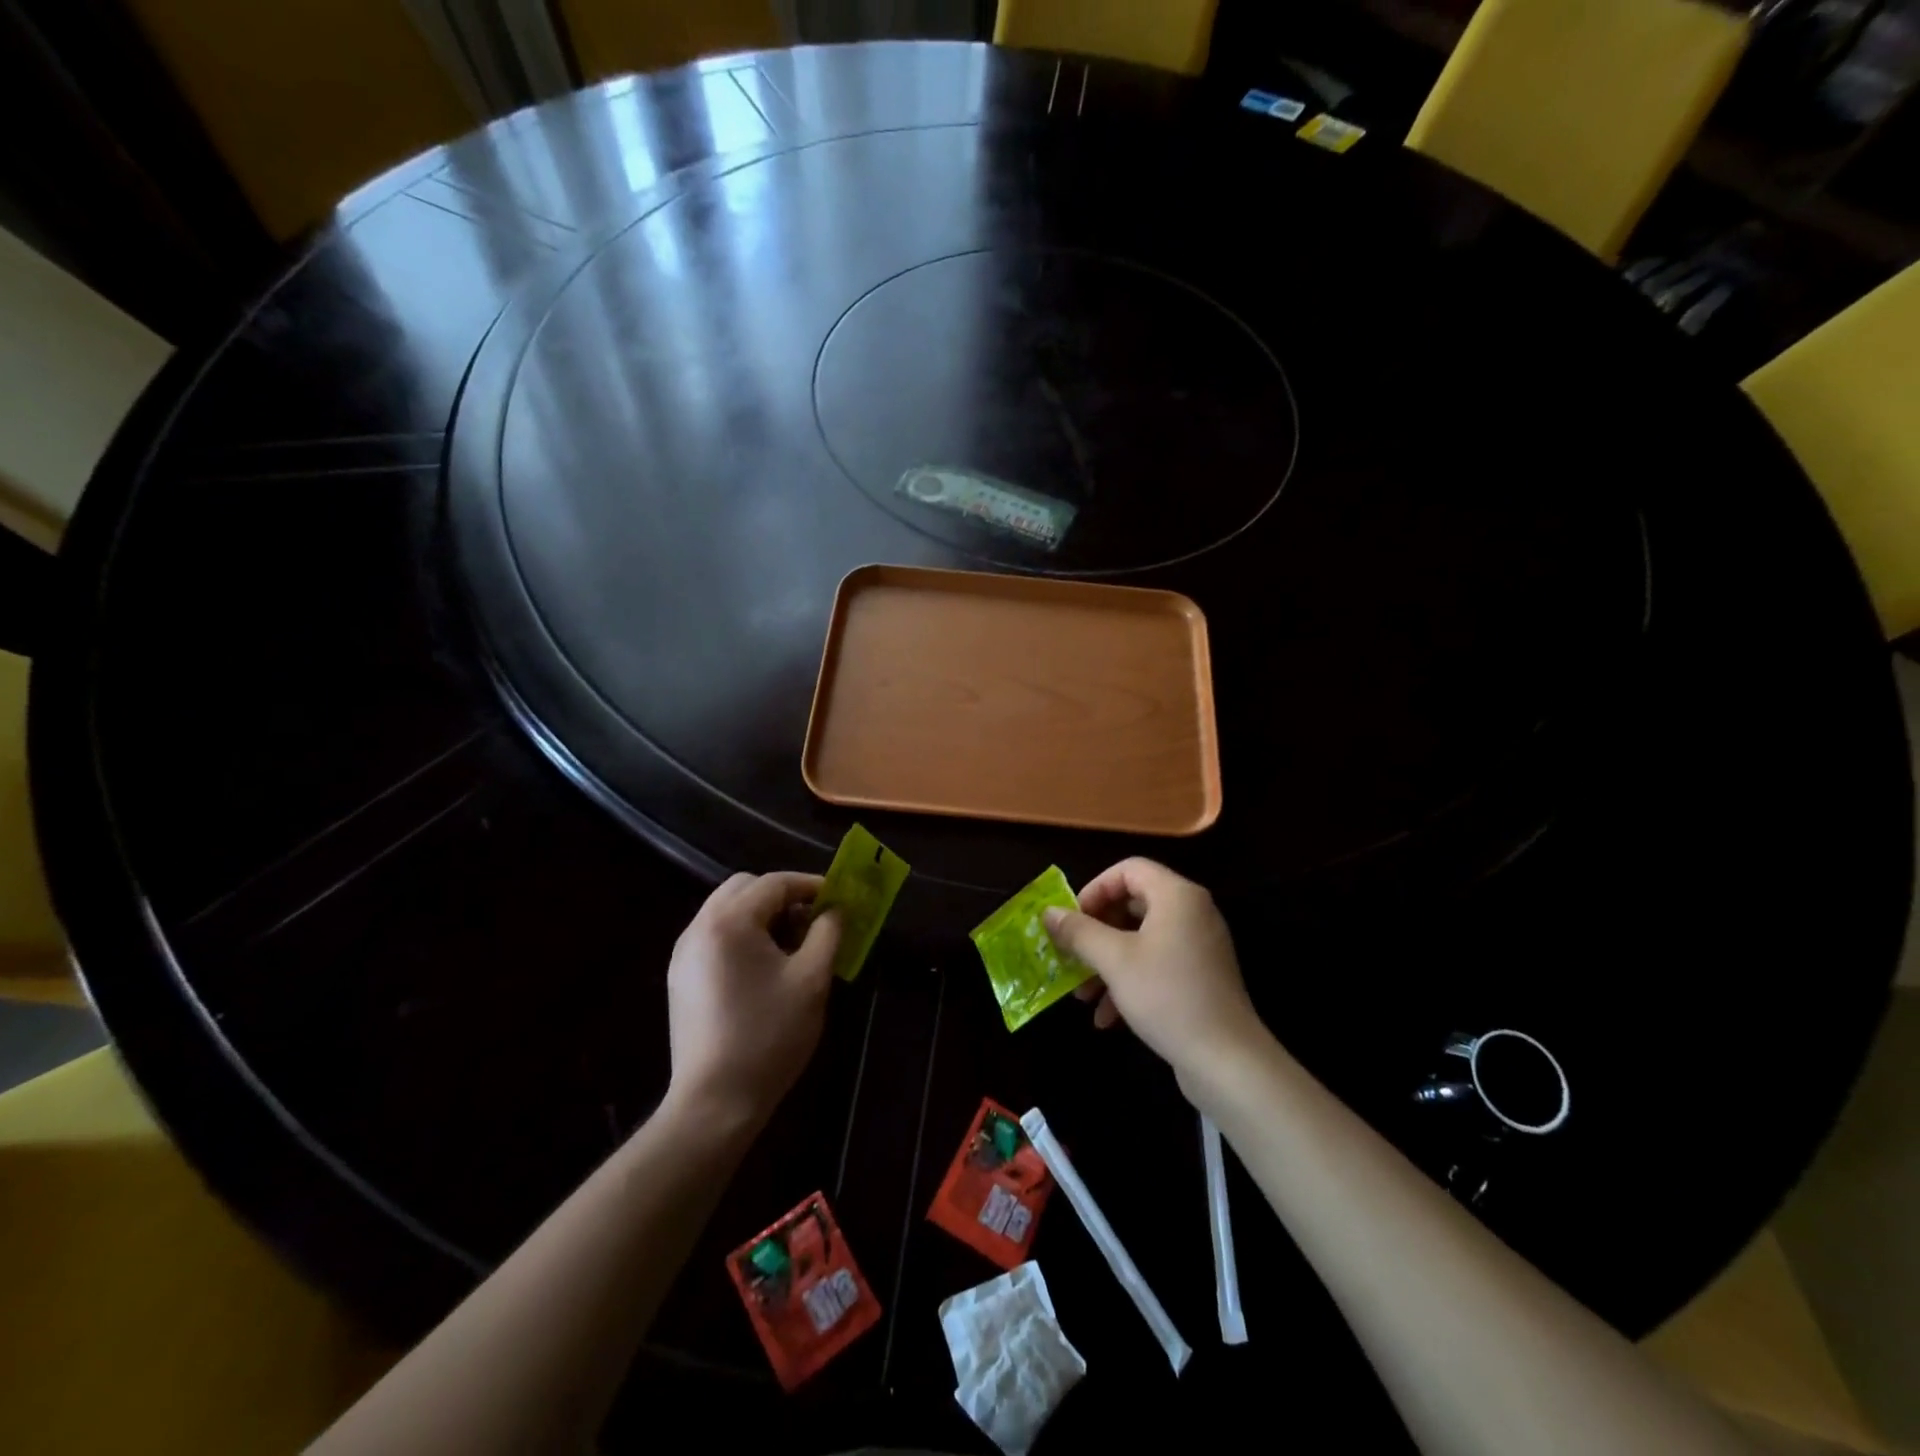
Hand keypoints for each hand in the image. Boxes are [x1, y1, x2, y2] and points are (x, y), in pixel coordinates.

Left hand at [664, 872, 840, 1132]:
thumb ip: (827, 933)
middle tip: (813, 919)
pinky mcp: (681, 977)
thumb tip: (835, 909)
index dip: (810, 885)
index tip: (838, 897)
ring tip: (792, 944)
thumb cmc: (769, 1035)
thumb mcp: (812, 979)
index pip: (774, 883)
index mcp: (729, 922)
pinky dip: (742, 934)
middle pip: (744, 887)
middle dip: (782, 895)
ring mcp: (684, 953)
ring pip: (727, 910)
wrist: (715, 1101)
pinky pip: (715, 935)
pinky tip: (764, 966)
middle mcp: (699, 927)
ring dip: (761, 914)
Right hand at [1044, 858, 1265, 1087]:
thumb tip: (1048, 913)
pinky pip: (1156, 964)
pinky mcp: (1200, 977)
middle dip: (1096, 932)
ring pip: (1141, 939)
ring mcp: (1198, 946)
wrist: (1227, 1061)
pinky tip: (1107, 1017)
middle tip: (1071, 955)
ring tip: (1082, 995)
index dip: (1095, 889)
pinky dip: (1129, 982)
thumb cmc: (1167, 996)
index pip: (1128, 869)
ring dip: (1107, 962)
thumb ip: (1079, 931)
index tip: (1072, 920)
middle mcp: (1192, 912)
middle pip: (1132, 904)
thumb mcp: (1114, 961)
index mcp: (1176, 896)